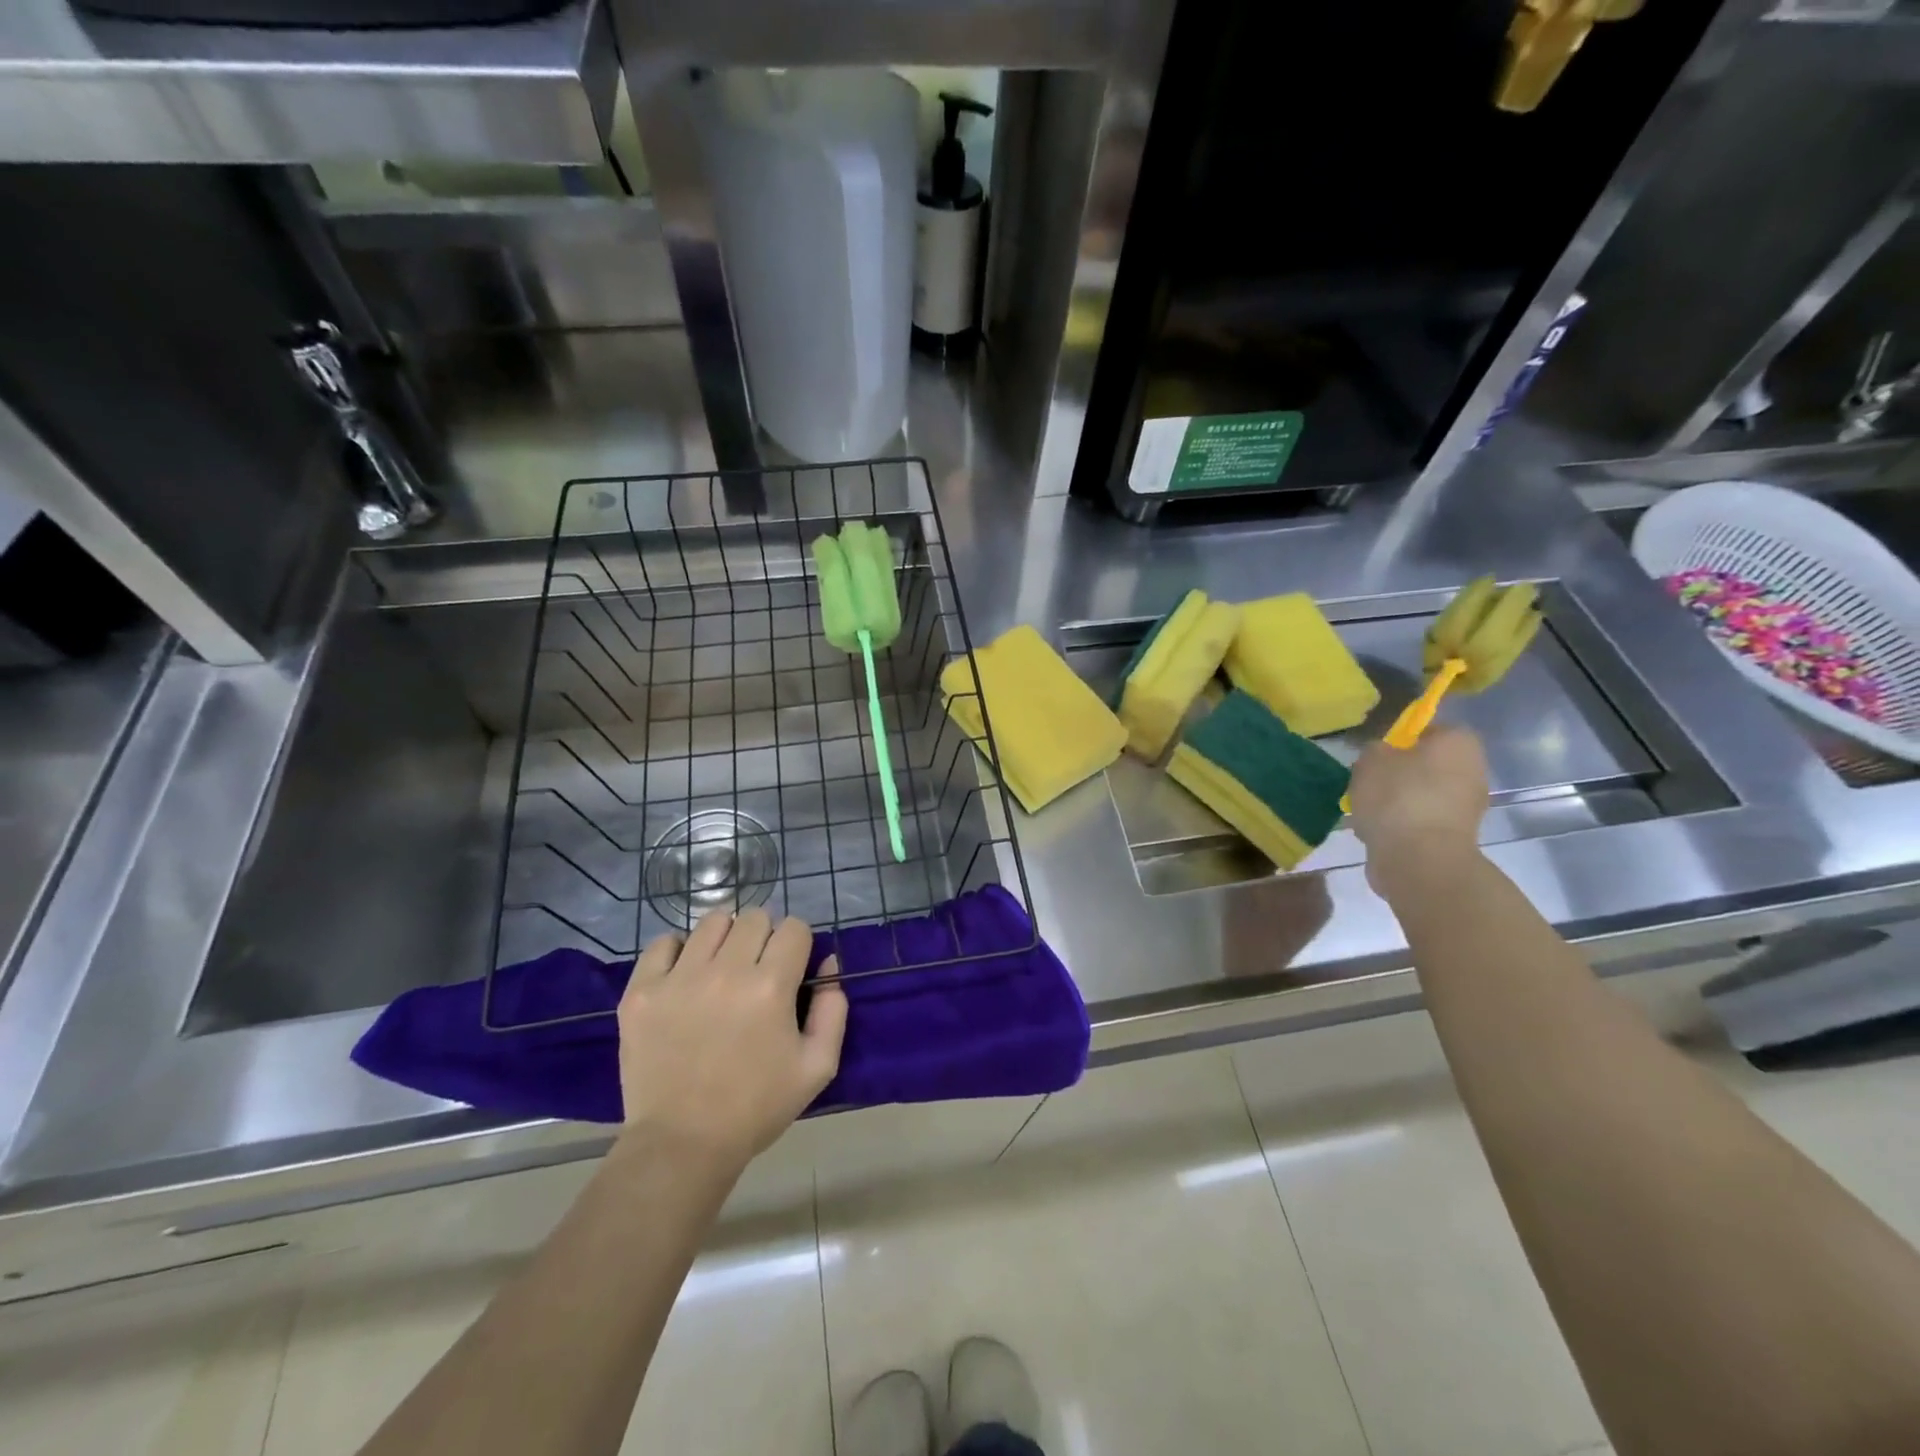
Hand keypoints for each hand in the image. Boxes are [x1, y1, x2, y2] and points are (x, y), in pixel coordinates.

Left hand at [615, 909, 847, 1171]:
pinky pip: (663, 943)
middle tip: (757, 970)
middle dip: (764, 937)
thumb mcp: (817, 1066)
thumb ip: (833, 1009)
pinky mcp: (642, 992)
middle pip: (754, 917)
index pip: (794, 927)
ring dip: (725, 939)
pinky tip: (685, 976)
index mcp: (771, 986)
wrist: (682, 1144)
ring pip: (712, 922)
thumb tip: (827, 964)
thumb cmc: (756, 1107)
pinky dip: (678, 951)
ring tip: (721, 969)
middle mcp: (726, 971)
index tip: (790, 967)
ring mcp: (679, 979)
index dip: (797, 945)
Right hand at [1347, 724, 1489, 894]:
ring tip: (1367, 811)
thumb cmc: (1397, 796)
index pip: (1429, 729)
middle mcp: (1472, 770)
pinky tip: (1378, 832)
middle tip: (1368, 782)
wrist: (1418, 859)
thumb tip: (1384, 756)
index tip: (1377, 755)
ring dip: (1397, 801)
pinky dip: (1401, 824)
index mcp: (1458, 742)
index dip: (1399, 740)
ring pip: (1422, 794)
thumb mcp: (1370, 759)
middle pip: (1427, 764)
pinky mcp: (1455, 836)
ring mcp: (1467, 806)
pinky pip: (1421, 821)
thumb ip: (1376, 749)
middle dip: (1398, 773)